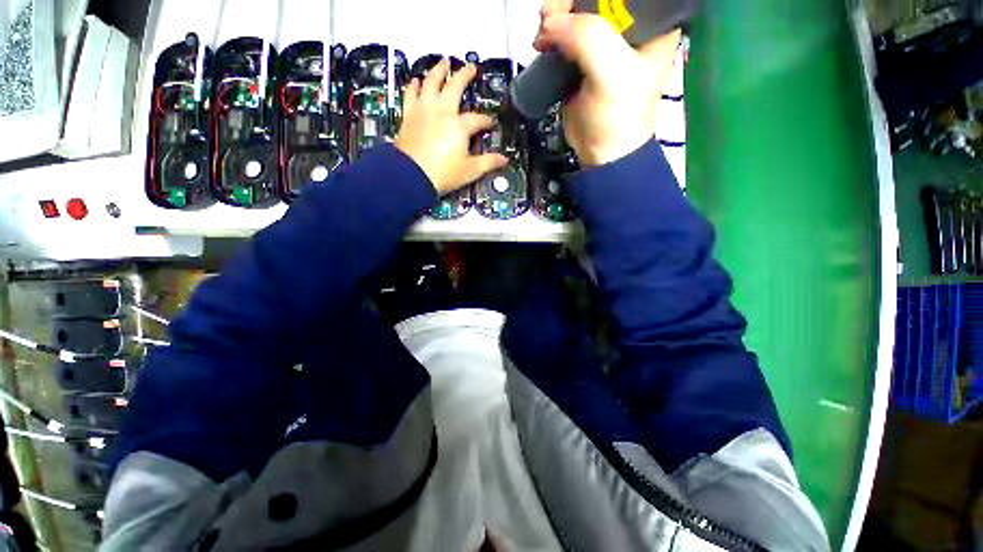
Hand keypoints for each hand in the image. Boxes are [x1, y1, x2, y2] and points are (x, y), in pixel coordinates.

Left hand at [395, 59, 507, 193]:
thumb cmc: (443, 174)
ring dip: (438, 70)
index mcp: (459, 126)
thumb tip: (504, 160)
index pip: (477, 119)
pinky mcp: (409, 116)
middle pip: (454, 87)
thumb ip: (488, 162)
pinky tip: (416, 80)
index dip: (486, 121)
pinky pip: (410, 95)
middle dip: (464, 76)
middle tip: (470, 67)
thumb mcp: (470, 171)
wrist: (411, 176)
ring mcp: (423, 111)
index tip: (491, 123)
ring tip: (443, 61)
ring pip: (431, 83)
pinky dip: (413, 86)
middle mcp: (442, 111)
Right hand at [535, 1, 680, 165]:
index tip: (576, 3)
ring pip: (579, 13)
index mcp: (653, 23)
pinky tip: (543, 40)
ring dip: (558, 16)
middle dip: (572, 2)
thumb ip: (589, 39)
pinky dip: (552, 34)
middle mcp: (630, 28)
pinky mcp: (584, 61)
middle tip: (551, 16)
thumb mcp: (612, 74)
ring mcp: (605, 44)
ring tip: (544, 29)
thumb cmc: (617, 116)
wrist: (601, 152)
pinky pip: (566, 36)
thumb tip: (551, 24)